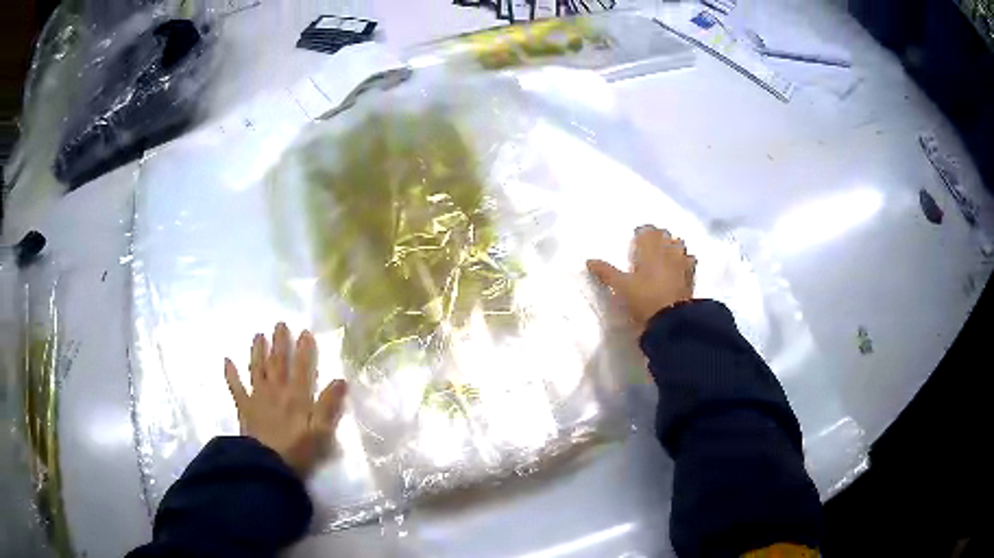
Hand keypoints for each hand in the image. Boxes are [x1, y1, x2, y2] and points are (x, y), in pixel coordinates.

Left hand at [224, 322, 347, 475]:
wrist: (266, 465)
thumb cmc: (297, 451)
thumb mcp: (320, 432)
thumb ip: (329, 406)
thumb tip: (341, 380)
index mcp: (296, 396)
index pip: (301, 368)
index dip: (304, 350)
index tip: (305, 332)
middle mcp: (276, 390)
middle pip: (277, 362)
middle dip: (279, 343)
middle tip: (279, 324)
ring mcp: (257, 397)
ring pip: (257, 368)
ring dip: (257, 351)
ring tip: (258, 335)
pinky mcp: (244, 407)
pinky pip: (235, 387)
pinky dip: (231, 374)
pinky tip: (227, 361)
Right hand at [587, 225, 695, 330]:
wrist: (671, 319)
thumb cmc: (644, 299)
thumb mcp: (621, 287)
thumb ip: (606, 272)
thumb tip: (589, 261)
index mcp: (650, 249)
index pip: (648, 231)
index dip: (642, 234)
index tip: (636, 242)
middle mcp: (668, 250)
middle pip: (664, 235)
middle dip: (657, 238)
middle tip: (648, 250)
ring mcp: (682, 262)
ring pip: (679, 245)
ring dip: (672, 247)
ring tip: (664, 257)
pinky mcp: (691, 276)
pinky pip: (690, 261)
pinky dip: (685, 261)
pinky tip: (679, 269)